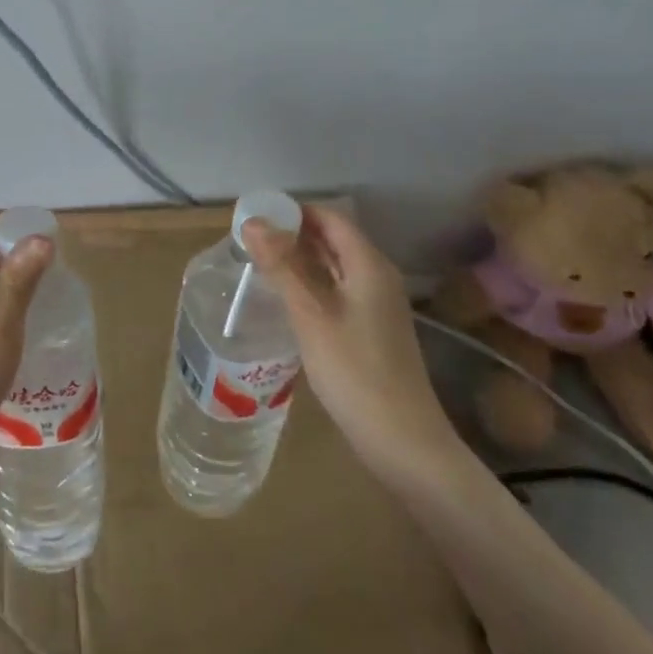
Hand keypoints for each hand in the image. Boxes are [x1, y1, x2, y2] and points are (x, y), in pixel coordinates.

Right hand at [243, 207, 469, 494]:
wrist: (403, 442)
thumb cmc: (355, 371)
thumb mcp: (310, 315)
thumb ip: (282, 266)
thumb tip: (252, 221)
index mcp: (368, 264)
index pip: (330, 217)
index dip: (294, 211)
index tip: (256, 216)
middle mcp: (377, 276)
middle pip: (333, 239)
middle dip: (293, 234)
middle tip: (250, 241)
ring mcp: (377, 304)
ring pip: (334, 266)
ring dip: (300, 260)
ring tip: (260, 265)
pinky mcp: (371, 329)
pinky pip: (337, 290)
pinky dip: (311, 284)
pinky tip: (286, 299)